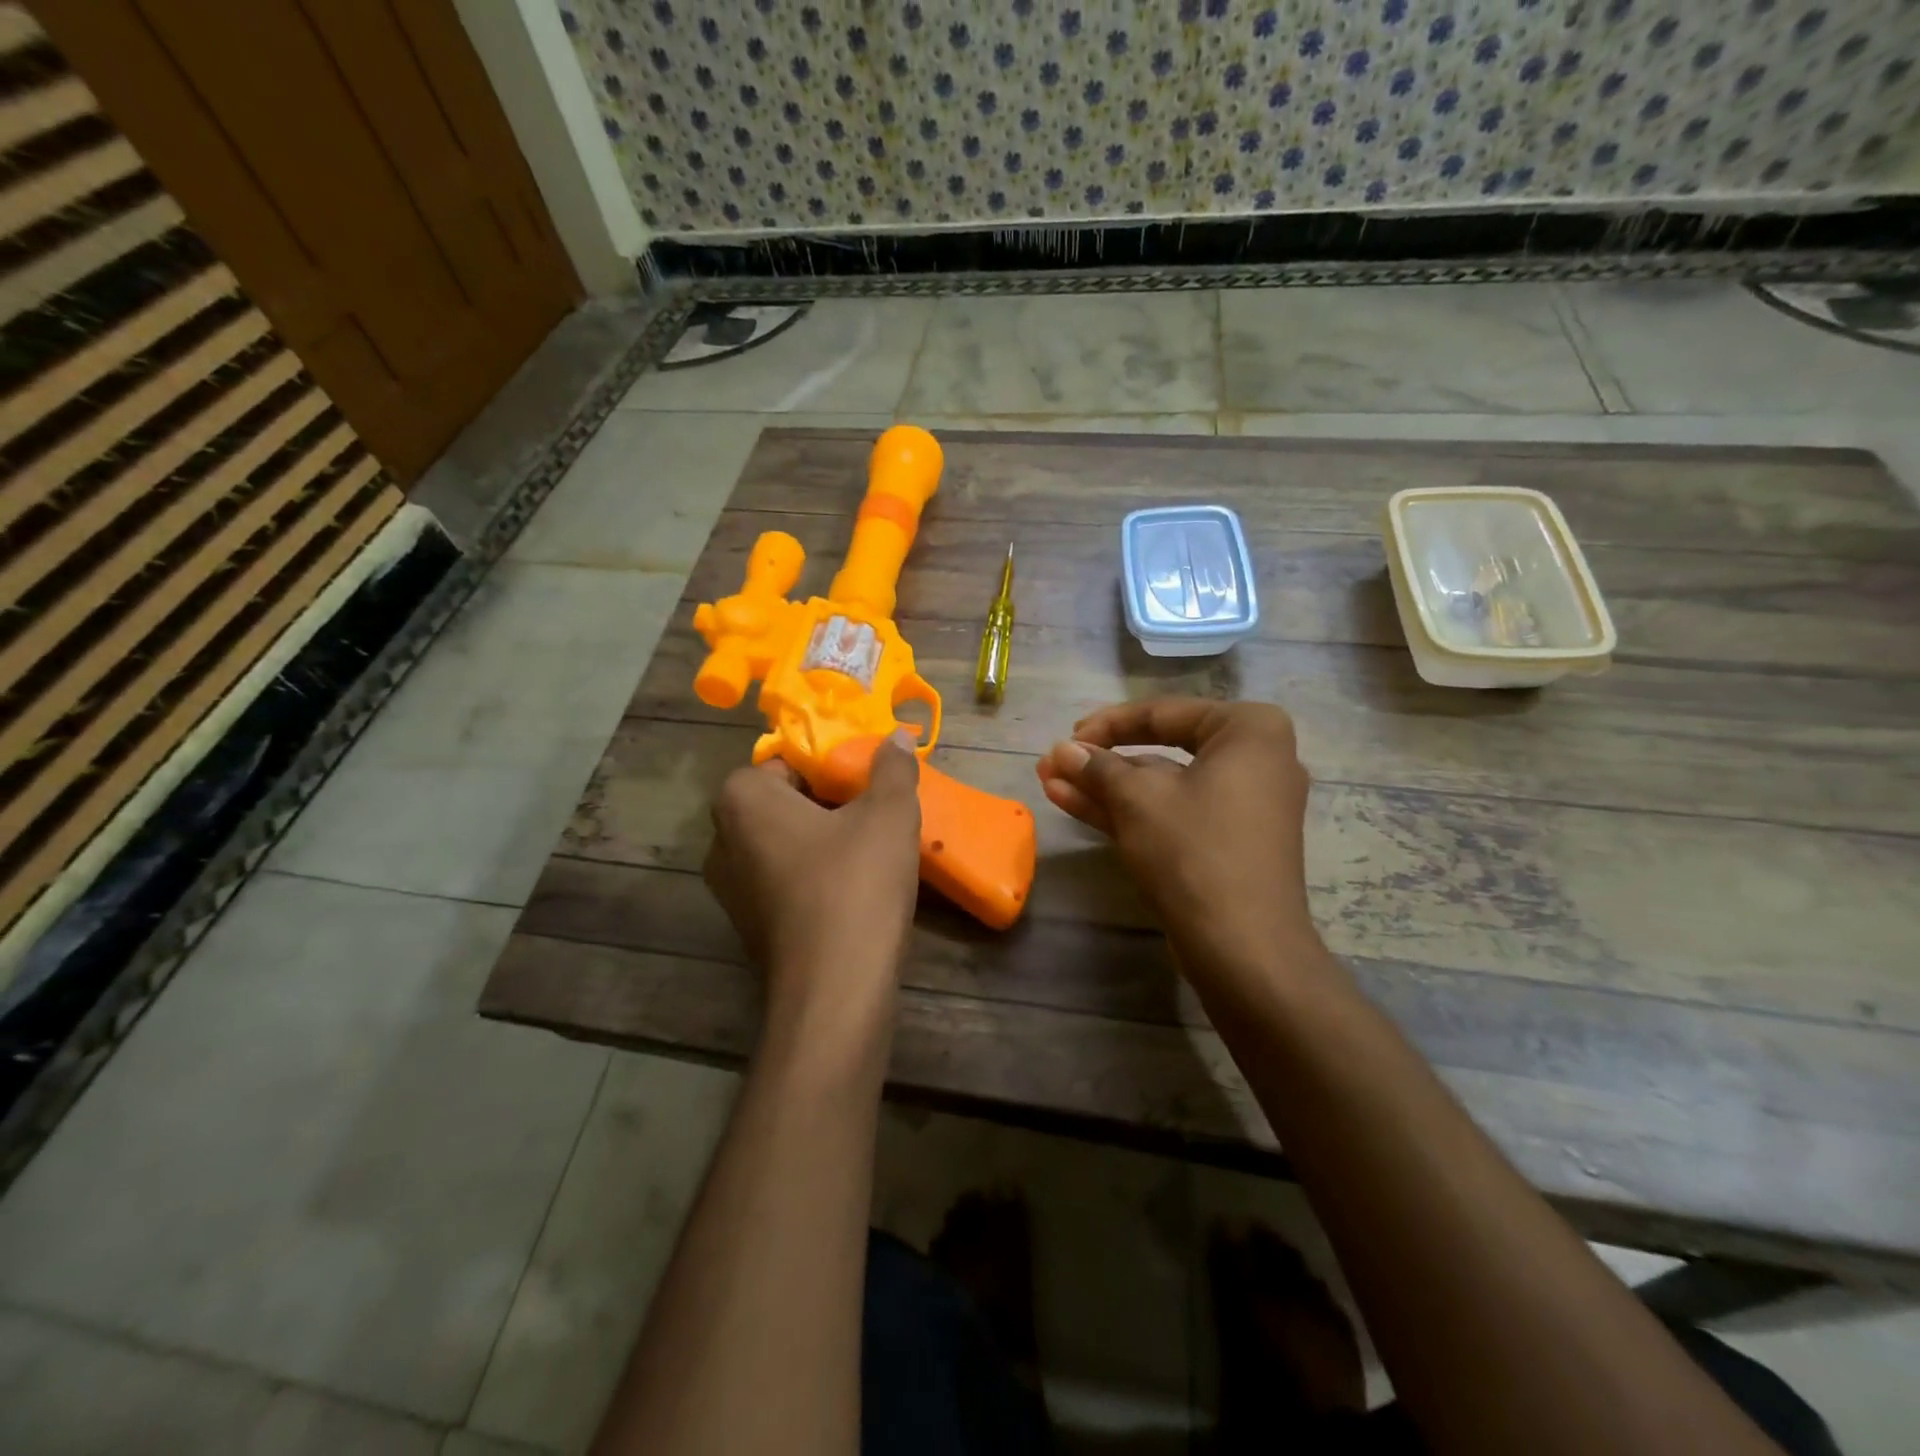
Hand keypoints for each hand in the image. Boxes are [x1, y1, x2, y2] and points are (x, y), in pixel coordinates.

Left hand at [705, 731, 921, 1029]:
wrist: (835, 990)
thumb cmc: (855, 884)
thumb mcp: (888, 815)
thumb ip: (892, 769)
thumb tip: (896, 737)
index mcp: (742, 800)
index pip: (788, 761)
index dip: (832, 764)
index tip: (869, 778)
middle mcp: (722, 840)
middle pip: (785, 802)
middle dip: (830, 801)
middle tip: (876, 808)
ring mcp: (731, 889)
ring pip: (785, 843)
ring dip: (824, 840)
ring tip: (873, 846)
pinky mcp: (749, 927)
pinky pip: (785, 880)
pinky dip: (815, 876)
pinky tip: (856, 887)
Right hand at [1036, 699, 1327, 996]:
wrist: (1243, 948)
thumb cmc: (1194, 850)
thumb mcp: (1137, 799)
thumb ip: (1097, 767)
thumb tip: (1061, 750)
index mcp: (1249, 731)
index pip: (1164, 714)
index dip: (1107, 724)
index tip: (1066, 738)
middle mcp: (1254, 760)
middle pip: (1162, 750)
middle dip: (1100, 761)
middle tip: (1053, 763)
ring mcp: (1242, 806)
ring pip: (1161, 787)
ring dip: (1105, 786)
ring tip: (1050, 782)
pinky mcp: (1226, 843)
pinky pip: (1172, 813)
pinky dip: (1129, 810)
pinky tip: (1073, 803)